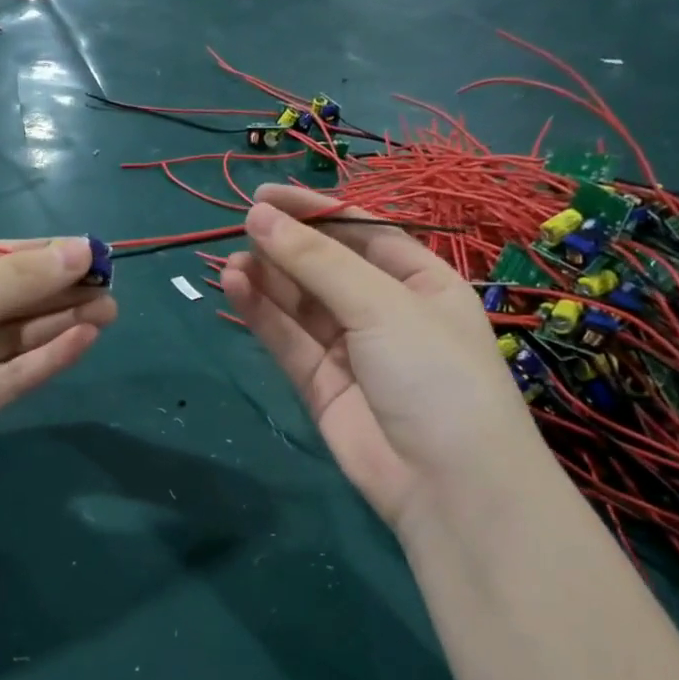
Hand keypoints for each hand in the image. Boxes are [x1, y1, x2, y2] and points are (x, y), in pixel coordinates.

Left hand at [0, 238, 114, 522]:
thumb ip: (12, 281)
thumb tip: (81, 250)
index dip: (40, 254)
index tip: (93, 253)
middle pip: (5, 299)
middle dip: (56, 290)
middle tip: (111, 287)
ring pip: (12, 339)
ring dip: (58, 323)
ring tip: (109, 311)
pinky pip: (8, 377)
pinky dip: (43, 359)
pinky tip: (81, 341)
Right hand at [221, 185, 545, 533]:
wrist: (447, 483)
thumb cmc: (434, 374)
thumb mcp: (382, 305)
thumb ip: (316, 262)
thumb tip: (259, 217)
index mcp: (421, 281)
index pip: (362, 233)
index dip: (315, 212)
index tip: (265, 196)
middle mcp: (385, 312)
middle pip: (326, 267)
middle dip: (287, 246)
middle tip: (242, 226)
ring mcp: (351, 351)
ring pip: (300, 305)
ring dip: (268, 280)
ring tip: (231, 260)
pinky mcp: (320, 386)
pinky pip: (289, 341)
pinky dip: (262, 315)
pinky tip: (235, 287)